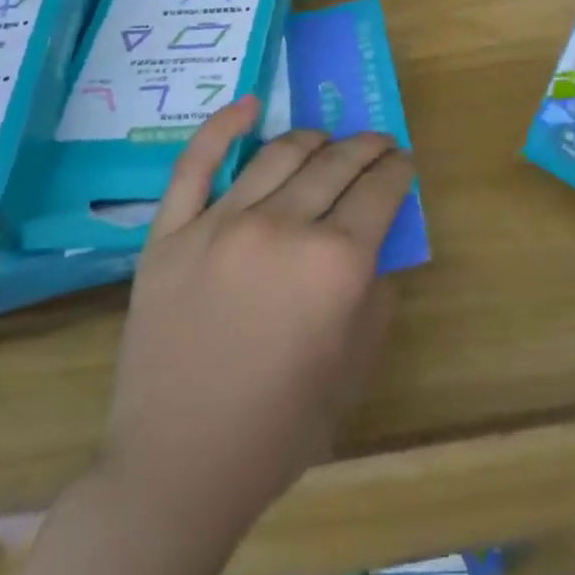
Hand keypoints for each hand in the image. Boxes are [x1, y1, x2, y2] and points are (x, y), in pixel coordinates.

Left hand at [99, 97, 412, 547]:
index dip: (399, 169)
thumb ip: (374, 294)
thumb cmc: (278, 427)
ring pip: (280, 154)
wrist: (177, 467)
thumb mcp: (353, 367)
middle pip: (337, 163)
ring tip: (328, 140)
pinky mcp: (170, 233)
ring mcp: (220, 224)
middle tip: (379, 145)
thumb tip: (376, 244)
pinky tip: (249, 106)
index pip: (381, 190)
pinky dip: (224, 127)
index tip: (404, 162)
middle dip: (368, 147)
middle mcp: (283, 228)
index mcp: (335, 264)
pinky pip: (196, 164)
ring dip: (315, 138)